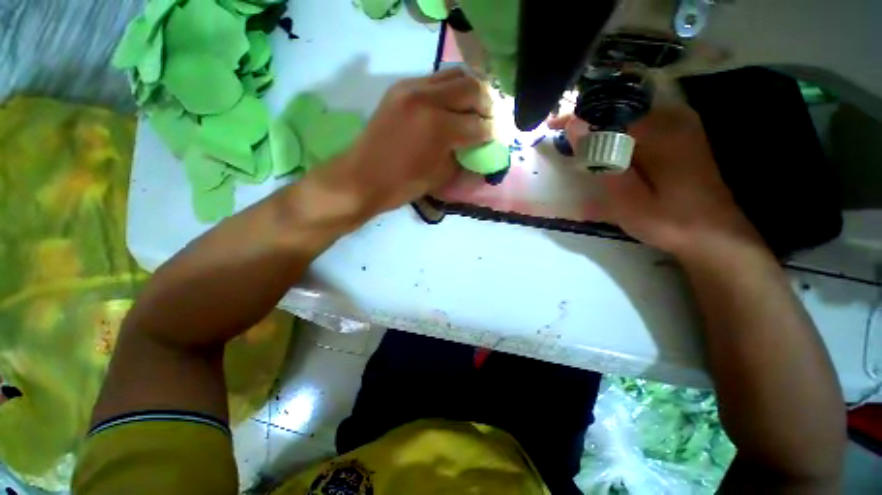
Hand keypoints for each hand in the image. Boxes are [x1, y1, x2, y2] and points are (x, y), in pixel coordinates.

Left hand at [305, 68, 492, 224]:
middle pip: (471, 87)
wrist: (361, 178)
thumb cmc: (401, 186)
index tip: (496, 137)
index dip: (492, 133)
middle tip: (490, 118)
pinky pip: (434, 79)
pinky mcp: (400, 88)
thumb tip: (478, 148)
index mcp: (439, 127)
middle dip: (487, 104)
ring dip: (470, 90)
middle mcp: (427, 99)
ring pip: (454, 75)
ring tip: (474, 107)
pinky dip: (449, 89)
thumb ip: (463, 158)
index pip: (478, 125)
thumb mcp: (439, 177)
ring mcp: (411, 89)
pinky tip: (451, 105)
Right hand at [551, 106, 764, 256]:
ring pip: (631, 115)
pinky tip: (610, 152)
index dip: (577, 117)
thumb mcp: (627, 196)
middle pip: (620, 108)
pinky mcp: (683, 136)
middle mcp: (672, 119)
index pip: (608, 112)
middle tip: (565, 140)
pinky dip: (621, 134)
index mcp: (659, 131)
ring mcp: (682, 125)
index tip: (552, 126)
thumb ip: (601, 159)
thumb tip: (574, 127)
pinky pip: (644, 124)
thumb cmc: (667, 220)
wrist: (714, 235)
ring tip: (582, 147)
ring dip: (603, 128)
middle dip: (588, 122)